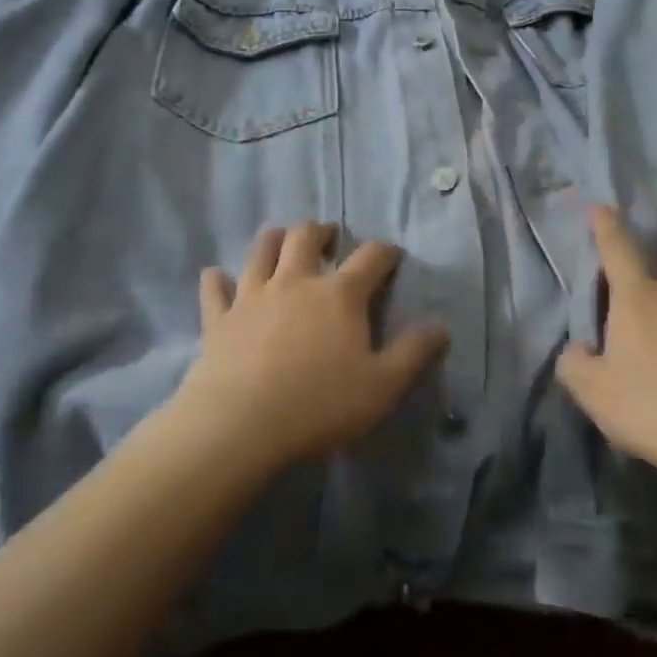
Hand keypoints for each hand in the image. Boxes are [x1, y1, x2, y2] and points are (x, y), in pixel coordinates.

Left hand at [173, 222, 449, 473]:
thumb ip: (414, 353)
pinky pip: (215, 290)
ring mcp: (252, 296)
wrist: (240, 425)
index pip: (371, 257)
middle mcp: (296, 282)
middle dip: (321, 231)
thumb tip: (441, 326)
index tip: (392, 255)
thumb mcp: (383, 386)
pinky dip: (217, 280)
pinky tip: (216, 276)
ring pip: (261, 251)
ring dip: (273, 239)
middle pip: (306, 237)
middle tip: (328, 236)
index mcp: (340, 294)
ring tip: (280, 238)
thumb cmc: (320, 404)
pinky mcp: (219, 319)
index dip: (385, 251)